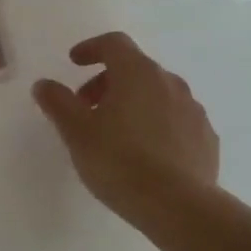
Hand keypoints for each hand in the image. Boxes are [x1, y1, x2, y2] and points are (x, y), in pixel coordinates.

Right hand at [32, 32, 220, 221]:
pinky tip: (146, 154)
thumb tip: (44, 84)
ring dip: (134, 103)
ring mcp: (193, 110)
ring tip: (116, 134)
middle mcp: (170, 82)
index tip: (75, 63)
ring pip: (158, 94)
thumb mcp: (76, 132)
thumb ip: (58, 102)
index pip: (114, 43)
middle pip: (135, 68)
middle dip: (108, 82)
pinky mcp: (206, 138)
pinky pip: (176, 120)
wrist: (178, 206)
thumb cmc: (119, 161)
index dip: (91, 48)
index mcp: (137, 73)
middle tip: (88, 108)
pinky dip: (157, 125)